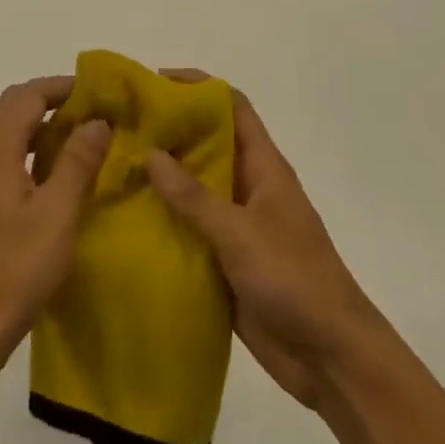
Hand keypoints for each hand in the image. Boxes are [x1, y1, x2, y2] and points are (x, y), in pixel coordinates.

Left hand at [0, 78, 110, 372]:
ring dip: (46, 127)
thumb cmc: (14, 269)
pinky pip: (10, 159)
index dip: (61, 86)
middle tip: (95, 111)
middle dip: (54, 101)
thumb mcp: (57, 213)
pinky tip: (62, 176)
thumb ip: (77, 162)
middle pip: (15, 108)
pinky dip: (36, 152)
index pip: (26, 95)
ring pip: (12, 134)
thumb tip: (97, 120)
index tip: (98, 90)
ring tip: (87, 139)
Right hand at [146, 74, 379, 411]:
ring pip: (193, 186)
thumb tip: (150, 152)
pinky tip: (126, 218)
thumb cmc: (294, 280)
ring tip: (113, 166)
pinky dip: (162, 218)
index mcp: (263, 166)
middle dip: (167, 130)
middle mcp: (247, 186)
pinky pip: (189, 227)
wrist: (332, 360)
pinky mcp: (224, 259)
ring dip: (160, 176)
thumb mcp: (241, 233)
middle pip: (206, 143)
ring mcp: (236, 224)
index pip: (231, 107)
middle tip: (120, 125)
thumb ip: (193, 195)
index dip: (198, 87)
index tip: (154, 83)